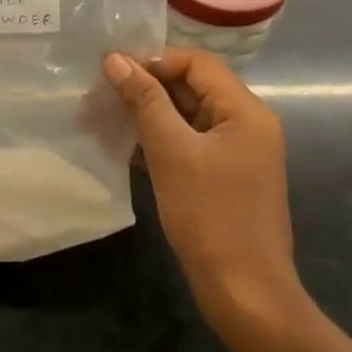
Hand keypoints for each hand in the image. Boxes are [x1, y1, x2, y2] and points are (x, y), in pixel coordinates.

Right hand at [102, 47, 302, 323]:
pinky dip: (161, 139)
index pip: (197, 62)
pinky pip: (191, 142)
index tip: (114, 73)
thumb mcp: (171, 152)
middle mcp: (248, 124)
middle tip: (103, 95)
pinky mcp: (226, 175)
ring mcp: (239, 152)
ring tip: (108, 118)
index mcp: (246, 111)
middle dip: (148, 87)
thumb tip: (114, 58)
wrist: (245, 293)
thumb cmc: (210, 216)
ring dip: (150, 113)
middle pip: (194, 86)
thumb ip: (144, 101)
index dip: (155, 60)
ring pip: (189, 115)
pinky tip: (128, 148)